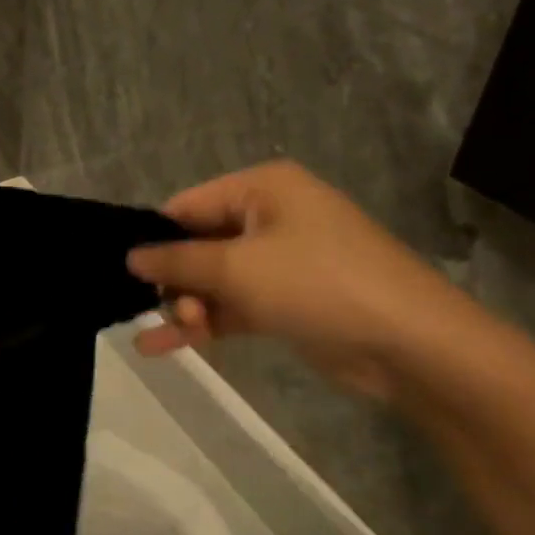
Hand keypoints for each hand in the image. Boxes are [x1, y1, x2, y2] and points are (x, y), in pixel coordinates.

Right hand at [127, 162, 468, 401]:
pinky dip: (206, 323)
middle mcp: (271, 216)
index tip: (122, 270)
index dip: (154, 237)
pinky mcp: (289, 301)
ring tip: (159, 336)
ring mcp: (282, 261)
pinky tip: (164, 346)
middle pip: (200, 243)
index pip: (188, 205)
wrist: (411, 345)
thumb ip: (178, 261)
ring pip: (215, 279)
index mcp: (262, 188)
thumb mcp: (238, 267)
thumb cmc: (318, 284)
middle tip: (155, 309)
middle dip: (174, 279)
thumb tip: (130, 257)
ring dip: (186, 306)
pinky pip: (235, 305)